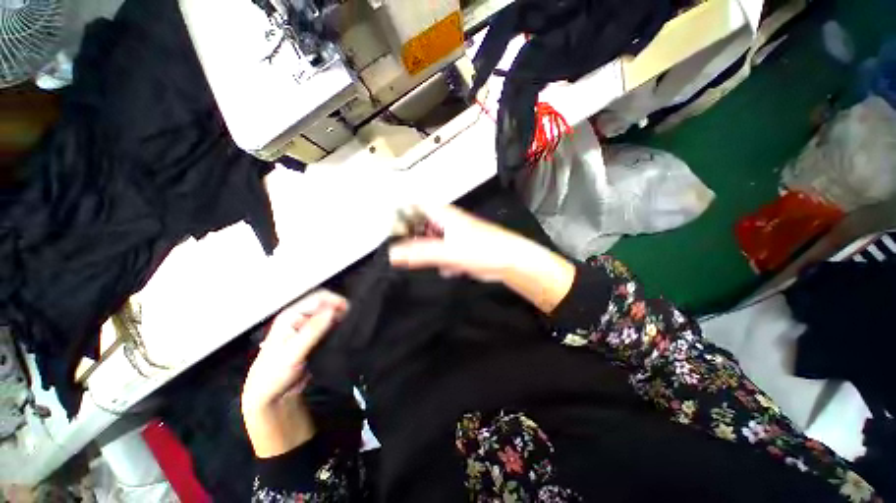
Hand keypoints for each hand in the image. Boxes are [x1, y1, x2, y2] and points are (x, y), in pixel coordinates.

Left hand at [241, 290, 347, 457]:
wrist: (270, 396)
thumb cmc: (275, 373)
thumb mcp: (293, 352)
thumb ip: (313, 330)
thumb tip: (332, 310)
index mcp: (291, 315)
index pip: (319, 298)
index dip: (336, 301)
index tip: (351, 311)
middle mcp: (299, 317)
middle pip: (325, 303)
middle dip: (339, 308)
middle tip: (353, 319)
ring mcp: (306, 327)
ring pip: (328, 314)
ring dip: (340, 317)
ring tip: (352, 325)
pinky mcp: (313, 337)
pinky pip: (329, 325)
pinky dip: (338, 326)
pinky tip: (344, 333)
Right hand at [389, 205, 532, 282]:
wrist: (510, 261)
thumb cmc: (484, 250)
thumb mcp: (447, 252)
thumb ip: (420, 253)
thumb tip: (392, 254)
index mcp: (443, 215)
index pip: (415, 206)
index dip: (400, 214)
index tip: (389, 229)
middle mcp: (448, 222)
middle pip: (421, 224)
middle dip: (412, 237)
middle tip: (404, 251)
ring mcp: (455, 235)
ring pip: (432, 240)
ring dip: (427, 251)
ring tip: (430, 261)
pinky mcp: (461, 248)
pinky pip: (443, 252)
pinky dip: (441, 260)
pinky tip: (448, 268)